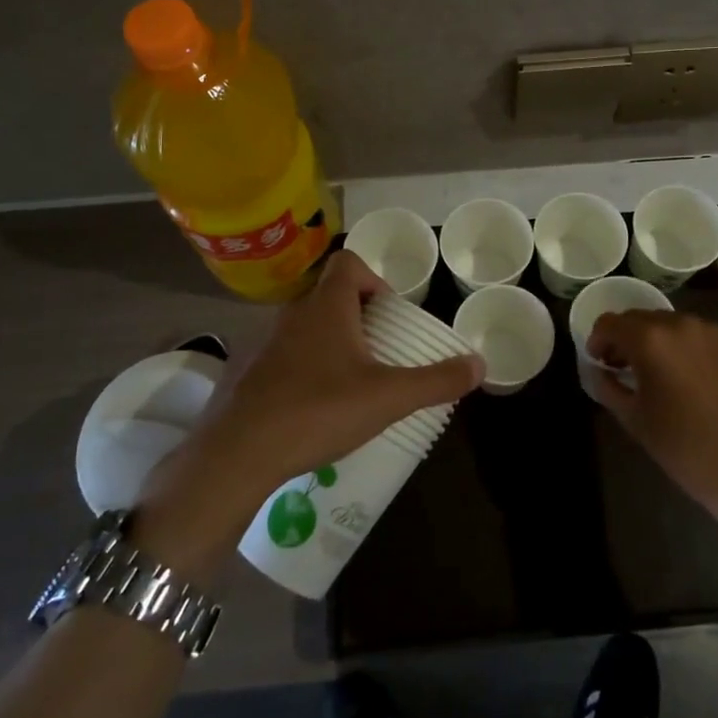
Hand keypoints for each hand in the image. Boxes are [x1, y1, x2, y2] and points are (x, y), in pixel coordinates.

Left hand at [184, 251, 484, 499]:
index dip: (373, 278)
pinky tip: (311, 408)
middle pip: (329, 295)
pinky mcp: (245, 373)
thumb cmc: (318, 410)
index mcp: (326, 307)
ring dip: (329, 343)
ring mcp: (263, 343)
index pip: (348, 262)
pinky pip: (282, 356)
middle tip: (378, 351)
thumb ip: (436, 380)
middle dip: (357, 316)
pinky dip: (302, 369)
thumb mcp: (388, 398)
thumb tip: (480, 364)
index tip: (389, 314)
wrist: (237, 455)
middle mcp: (292, 314)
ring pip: (305, 327)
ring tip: (349, 382)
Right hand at [586, 311, 717, 514]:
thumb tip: (599, 370)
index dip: (598, 341)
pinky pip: (697, 334)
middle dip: (626, 338)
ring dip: (657, 340)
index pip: (610, 323)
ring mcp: (711, 330)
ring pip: (670, 323)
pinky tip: (690, 376)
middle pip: (639, 318)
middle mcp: (679, 324)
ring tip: (660, 371)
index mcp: (649, 339)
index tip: (600, 362)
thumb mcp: (631, 417)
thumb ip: (607, 385)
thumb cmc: (679, 444)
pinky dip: (685, 346)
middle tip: (625, 367)